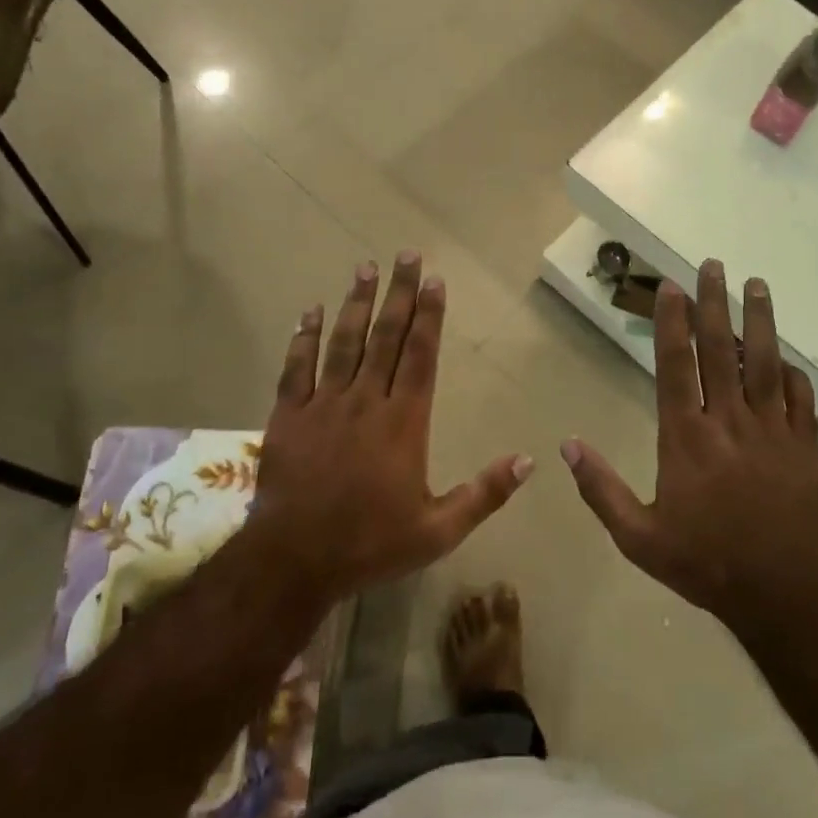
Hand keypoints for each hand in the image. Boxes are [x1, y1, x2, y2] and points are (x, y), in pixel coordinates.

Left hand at [244, 252, 531, 607]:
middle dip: (399, 293)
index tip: (434, 281)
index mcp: (403, 422)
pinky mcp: (288, 416)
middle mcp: (366, 401)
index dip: (429, 316)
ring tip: (365, 268)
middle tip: (406, 255)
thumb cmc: (370, 544)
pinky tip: (309, 312)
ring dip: (355, 304)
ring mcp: (324, 405)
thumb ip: (485, 493)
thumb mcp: (439, 530)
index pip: (421, 356)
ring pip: (342, 343)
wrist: (294, 562)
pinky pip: (296, 369)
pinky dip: (303, 338)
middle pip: (385, 337)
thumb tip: (529, 460)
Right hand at [563, 259, 817, 635]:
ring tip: (756, 284)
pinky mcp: (805, 448)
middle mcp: (729, 421)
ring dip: (759, 321)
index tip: (673, 287)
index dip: (673, 322)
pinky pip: (801, 400)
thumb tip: (567, 446)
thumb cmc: (704, 561)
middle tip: (713, 265)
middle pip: (721, 350)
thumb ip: (601, 489)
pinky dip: (793, 375)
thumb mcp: (638, 536)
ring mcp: (773, 431)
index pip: (676, 365)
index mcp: (686, 436)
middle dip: (715, 304)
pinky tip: (787, 359)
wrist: (782, 593)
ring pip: (765, 363)